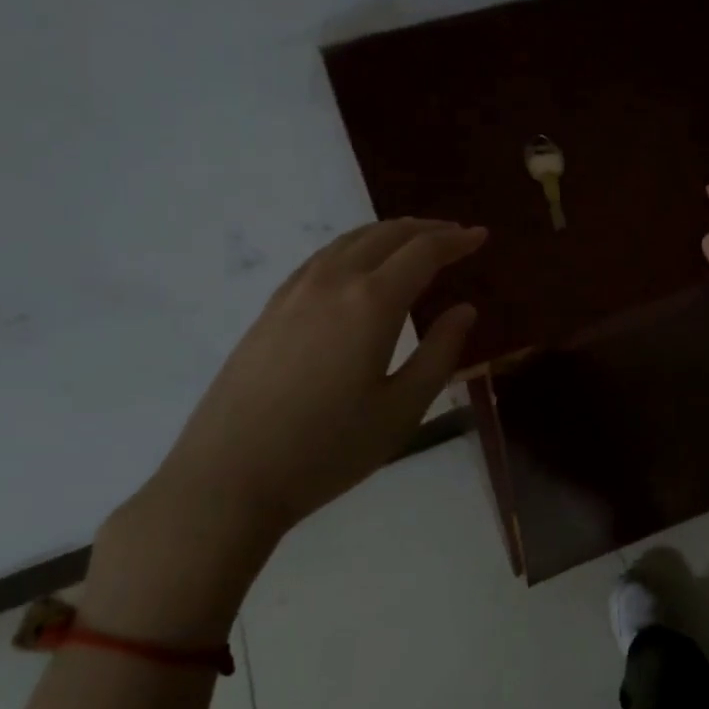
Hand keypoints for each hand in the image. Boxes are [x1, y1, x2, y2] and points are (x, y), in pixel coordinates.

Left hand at [86, 219, 485, 641]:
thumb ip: (440, 354)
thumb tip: (465, 310)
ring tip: (413, 242)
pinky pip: (320, 258)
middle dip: (426, 230)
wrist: (228, 478)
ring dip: (388, 233)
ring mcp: (294, 293)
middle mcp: (332, 283)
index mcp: (371, 303)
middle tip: (455, 235)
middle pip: (385, 236)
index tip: (481, 236)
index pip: (423, 253)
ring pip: (348, 241)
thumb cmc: (327, 450)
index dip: (456, 240)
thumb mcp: (402, 410)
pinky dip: (352, 248)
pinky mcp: (269, 310)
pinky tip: (356, 266)